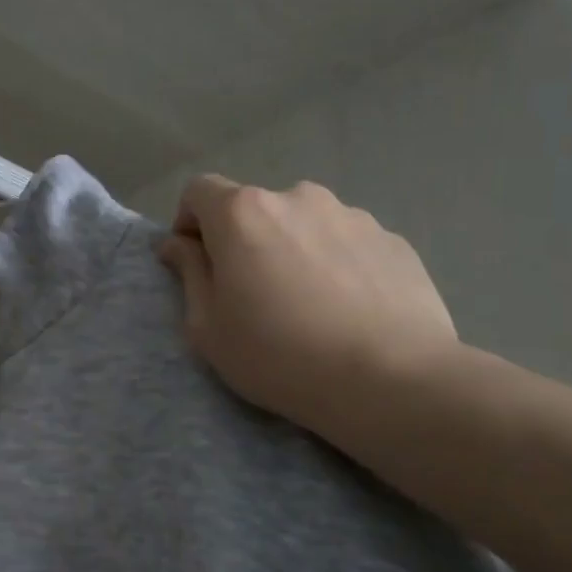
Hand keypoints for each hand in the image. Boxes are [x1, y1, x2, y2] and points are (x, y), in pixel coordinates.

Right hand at [158, 175, 456, 439]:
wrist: (390, 379)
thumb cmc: (278, 354)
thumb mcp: (207, 326)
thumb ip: (188, 273)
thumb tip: (177, 243)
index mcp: (243, 213)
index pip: (198, 191)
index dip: (188, 223)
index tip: (196, 264)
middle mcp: (297, 198)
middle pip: (254, 208)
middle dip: (243, 240)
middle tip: (252, 294)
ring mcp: (352, 215)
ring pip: (303, 225)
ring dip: (291, 250)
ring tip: (307, 305)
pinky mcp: (393, 240)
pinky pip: (346, 244)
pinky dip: (335, 265)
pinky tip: (346, 311)